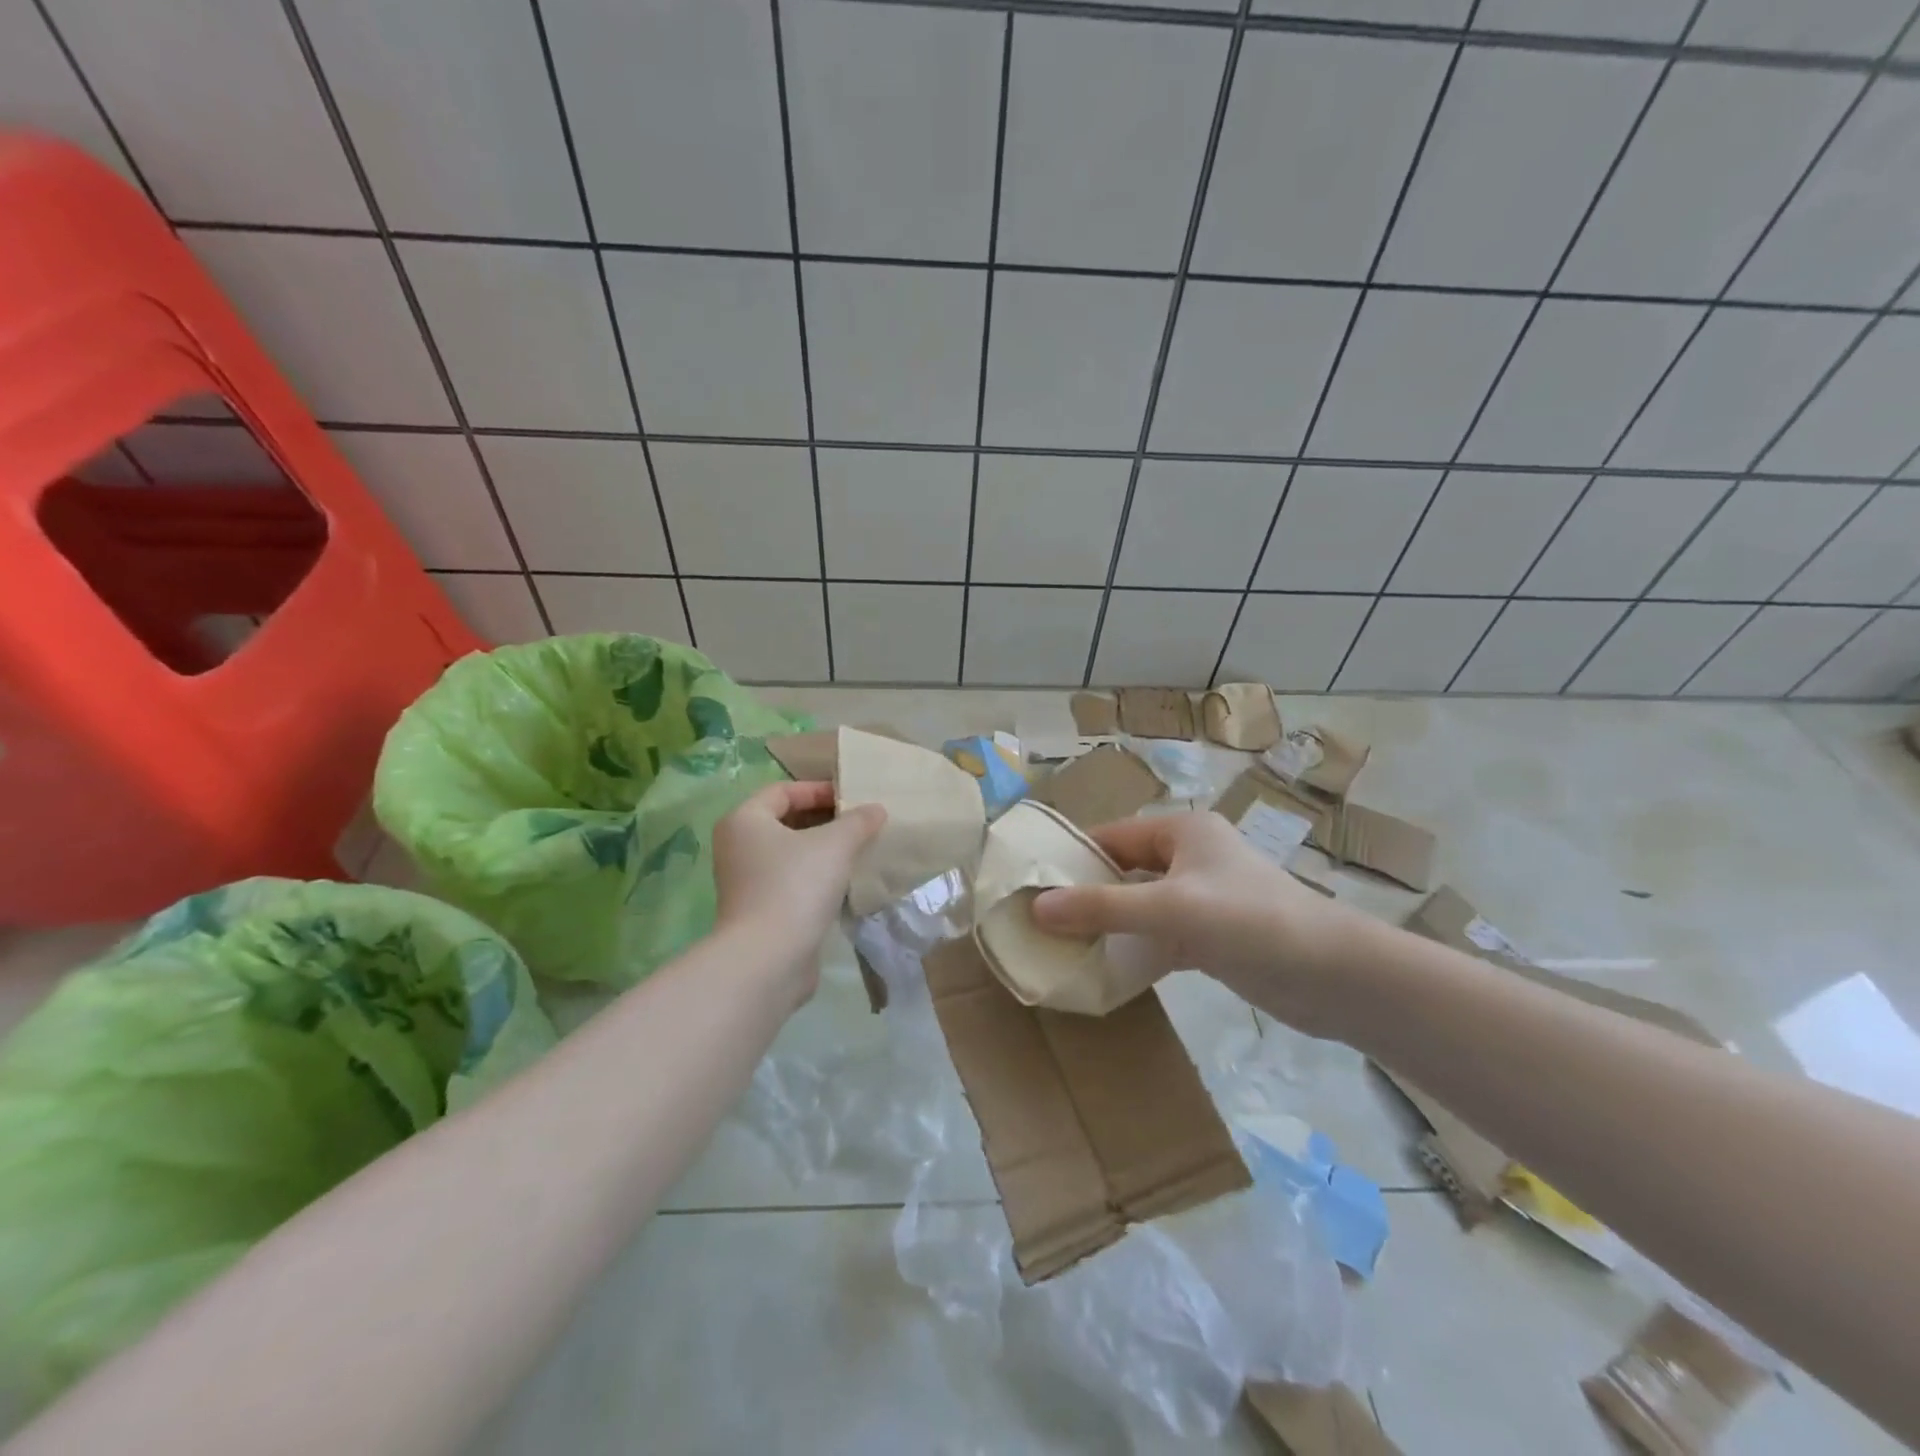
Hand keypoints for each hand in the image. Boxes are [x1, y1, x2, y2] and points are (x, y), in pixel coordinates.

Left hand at [711, 782, 885, 998]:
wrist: (768, 959)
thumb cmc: (796, 886)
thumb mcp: (835, 844)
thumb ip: (857, 822)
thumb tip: (876, 809)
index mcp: (745, 820)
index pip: (783, 791)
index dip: (819, 790)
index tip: (853, 799)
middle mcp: (738, 847)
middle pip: (785, 821)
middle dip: (824, 820)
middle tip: (860, 823)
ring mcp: (746, 882)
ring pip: (790, 854)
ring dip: (823, 850)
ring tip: (859, 850)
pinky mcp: (759, 911)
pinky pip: (791, 881)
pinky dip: (816, 877)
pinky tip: (845, 883)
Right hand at [1031, 811, 1358, 1034]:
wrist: (1334, 976)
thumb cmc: (1250, 921)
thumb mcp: (1170, 908)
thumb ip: (1103, 907)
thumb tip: (1037, 907)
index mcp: (1182, 831)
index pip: (1113, 835)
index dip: (1073, 856)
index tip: (1032, 884)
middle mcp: (1191, 857)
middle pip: (1125, 870)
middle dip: (1087, 893)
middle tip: (1040, 919)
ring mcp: (1204, 898)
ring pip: (1141, 905)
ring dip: (1109, 924)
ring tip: (1063, 945)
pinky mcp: (1213, 935)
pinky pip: (1160, 935)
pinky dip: (1135, 948)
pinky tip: (1105, 969)